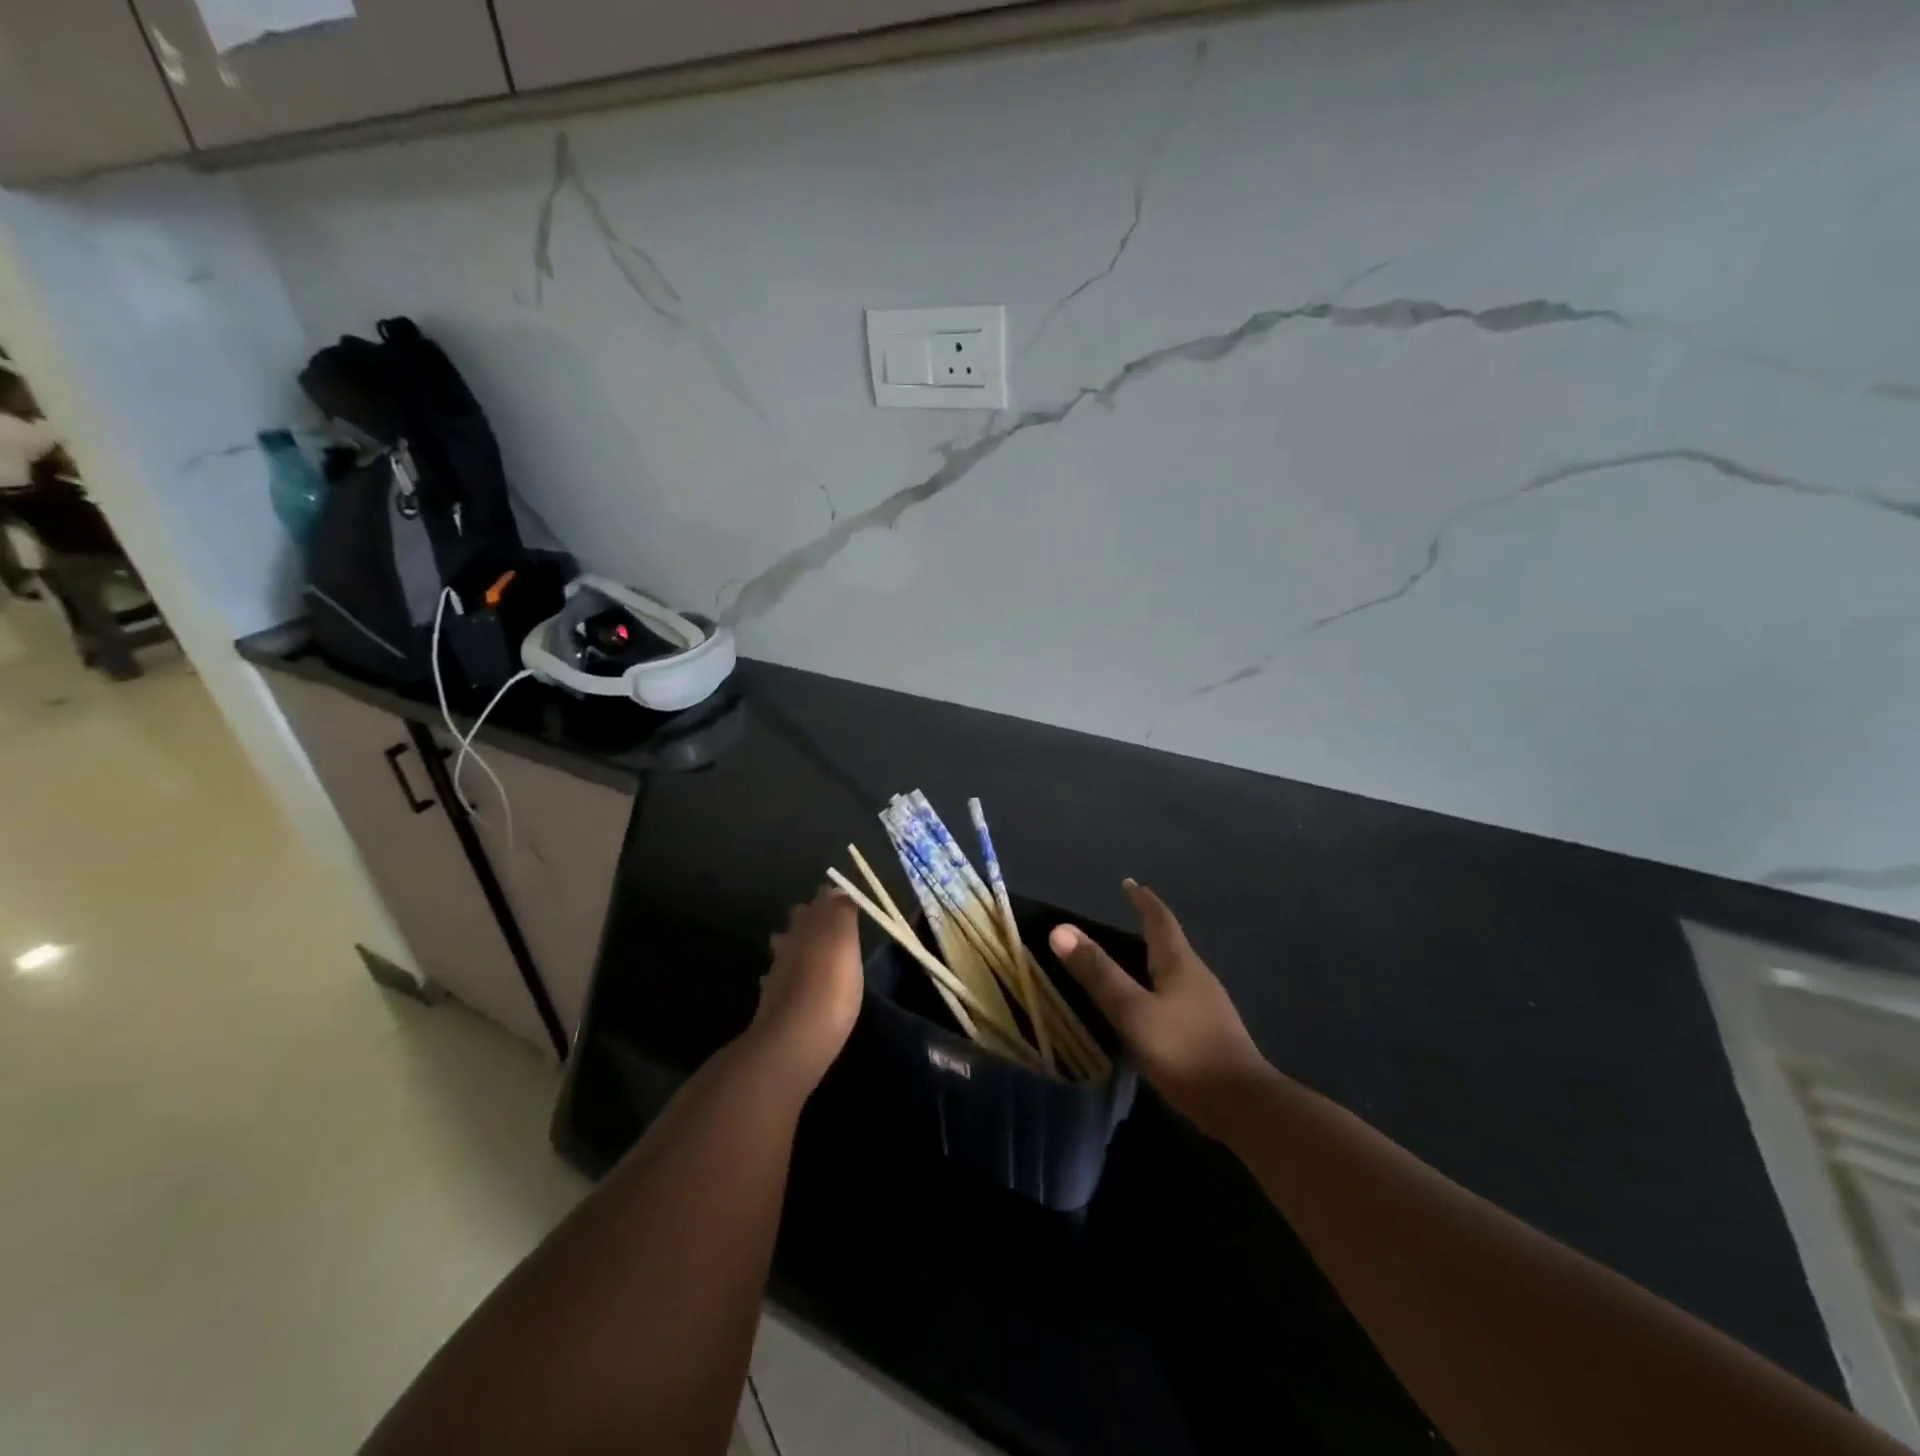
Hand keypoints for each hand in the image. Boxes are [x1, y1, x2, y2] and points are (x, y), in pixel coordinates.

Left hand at [748, 887, 865, 1090]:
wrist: (794, 1040)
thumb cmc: (831, 987)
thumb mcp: (845, 944)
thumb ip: (841, 915)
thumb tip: (837, 890)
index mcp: (810, 928)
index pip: (820, 903)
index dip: (829, 899)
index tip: (838, 896)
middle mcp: (791, 945)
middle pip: (798, 924)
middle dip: (807, 918)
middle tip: (820, 918)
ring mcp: (778, 975)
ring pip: (784, 950)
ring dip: (792, 945)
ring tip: (804, 948)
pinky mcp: (772, 1004)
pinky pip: (777, 981)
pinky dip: (783, 977)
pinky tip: (788, 985)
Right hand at [1050, 880, 1269, 1135]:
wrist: (1243, 1106)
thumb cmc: (1184, 1050)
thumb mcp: (1133, 1011)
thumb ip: (1098, 973)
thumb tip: (1060, 929)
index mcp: (1180, 964)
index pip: (1160, 920)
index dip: (1144, 901)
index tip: (1130, 883)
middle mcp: (1198, 977)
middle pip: (1172, 942)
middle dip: (1151, 925)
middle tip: (1129, 915)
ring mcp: (1209, 1005)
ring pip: (1178, 970)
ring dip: (1157, 956)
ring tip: (1137, 955)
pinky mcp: (1212, 1032)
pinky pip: (1181, 995)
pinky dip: (1163, 986)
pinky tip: (1155, 1004)